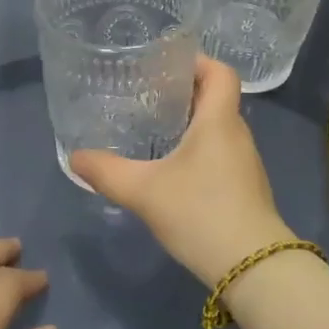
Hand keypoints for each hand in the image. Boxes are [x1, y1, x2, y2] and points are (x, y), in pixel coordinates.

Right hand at [70, 56, 289, 286]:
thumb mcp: (144, 192)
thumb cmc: (201, 213)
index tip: (166, 62)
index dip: (197, 60)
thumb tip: (75, 157)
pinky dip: (199, 149)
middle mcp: (237, 134)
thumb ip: (107, 172)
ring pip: (218, 128)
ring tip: (155, 128)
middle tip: (147, 94)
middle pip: (216, 98)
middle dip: (184, 91)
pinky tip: (173, 169)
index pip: (220, 72)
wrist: (253, 268)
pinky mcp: (245, 188)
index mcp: (219, 120)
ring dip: (191, 122)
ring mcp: (245, 163)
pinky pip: (221, 153)